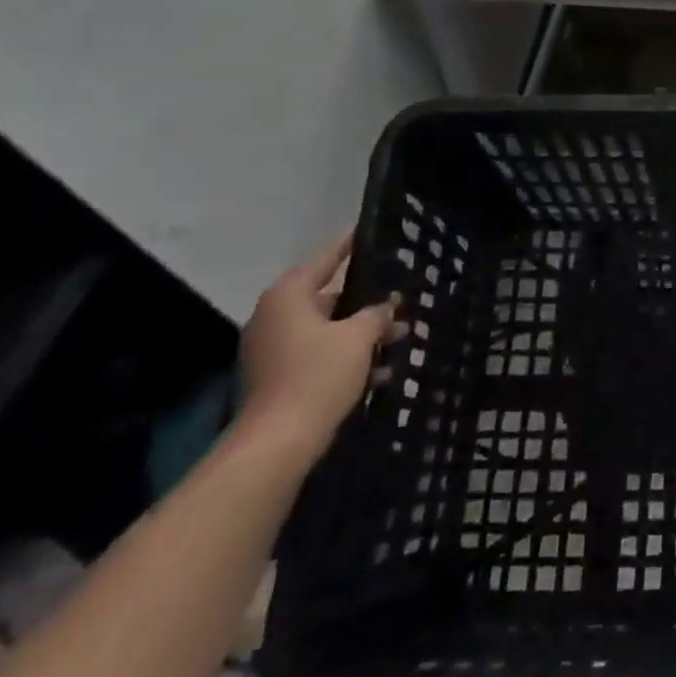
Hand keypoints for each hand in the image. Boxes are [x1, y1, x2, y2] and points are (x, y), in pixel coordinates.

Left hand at [237, 234, 398, 467]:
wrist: (277, 444)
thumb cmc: (317, 376)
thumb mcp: (358, 339)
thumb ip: (376, 315)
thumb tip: (388, 306)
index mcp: (289, 296)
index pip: (326, 259)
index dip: (350, 245)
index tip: (369, 232)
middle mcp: (276, 316)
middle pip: (329, 297)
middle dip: (367, 301)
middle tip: (401, 295)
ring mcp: (274, 349)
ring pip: (327, 329)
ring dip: (362, 333)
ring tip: (402, 336)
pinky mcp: (279, 377)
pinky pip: (319, 355)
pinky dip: (346, 358)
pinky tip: (382, 372)